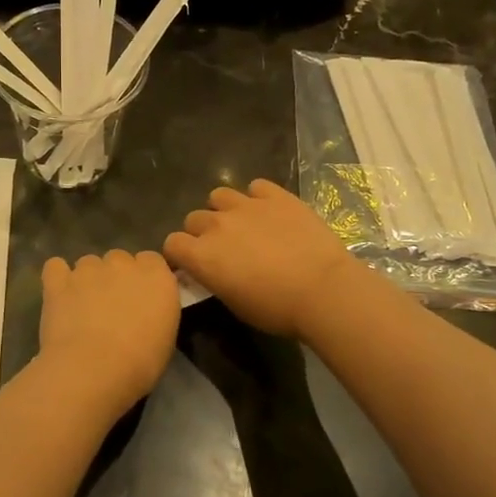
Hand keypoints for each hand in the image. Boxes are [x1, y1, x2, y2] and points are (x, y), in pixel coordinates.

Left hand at [37, 250, 179, 413]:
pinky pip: (55, 267)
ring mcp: (88, 269)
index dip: (143, 278)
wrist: (94, 370)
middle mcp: (123, 264)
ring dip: (87, 280)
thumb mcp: (165, 339)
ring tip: (82, 309)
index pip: (151, 261)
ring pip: (88, 263)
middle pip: (119, 259)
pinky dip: (57, 278)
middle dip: (115, 278)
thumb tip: (144, 313)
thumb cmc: (139, 364)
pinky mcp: (59, 280)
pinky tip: (59, 296)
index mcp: (156, 276)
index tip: (140, 299)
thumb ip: (156, 312)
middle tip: (111, 307)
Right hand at [163, 179, 360, 338]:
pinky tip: (270, 212)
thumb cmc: (276, 309)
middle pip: (193, 218)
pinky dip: (258, 197)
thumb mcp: (234, 304)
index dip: (180, 254)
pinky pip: (256, 187)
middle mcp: (217, 224)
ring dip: (224, 210)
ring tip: (242, 223)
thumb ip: (214, 280)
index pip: (172, 243)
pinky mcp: (276, 196)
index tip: (193, 264)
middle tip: (222, 248)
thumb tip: (211, 272)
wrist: (324, 290)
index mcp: (202, 255)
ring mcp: (247, 205)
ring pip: (219, 196)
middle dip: (202, 232)